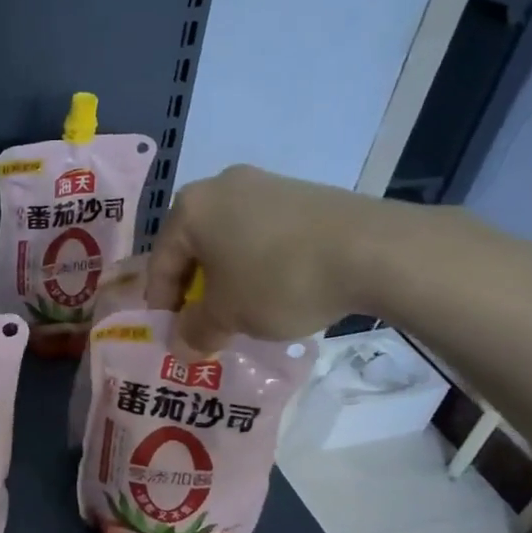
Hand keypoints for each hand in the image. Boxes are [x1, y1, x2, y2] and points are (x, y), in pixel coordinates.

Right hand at [146, 166, 390, 351]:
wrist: (372, 250)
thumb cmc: (278, 280)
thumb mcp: (228, 315)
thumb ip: (195, 331)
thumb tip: (180, 347)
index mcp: (191, 208)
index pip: (160, 262)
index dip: (161, 305)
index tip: (170, 336)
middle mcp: (221, 186)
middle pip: (193, 247)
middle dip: (194, 289)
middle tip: (202, 324)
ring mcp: (265, 185)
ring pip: (229, 240)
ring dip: (226, 277)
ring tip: (240, 311)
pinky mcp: (302, 194)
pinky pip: (262, 233)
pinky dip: (257, 263)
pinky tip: (274, 290)